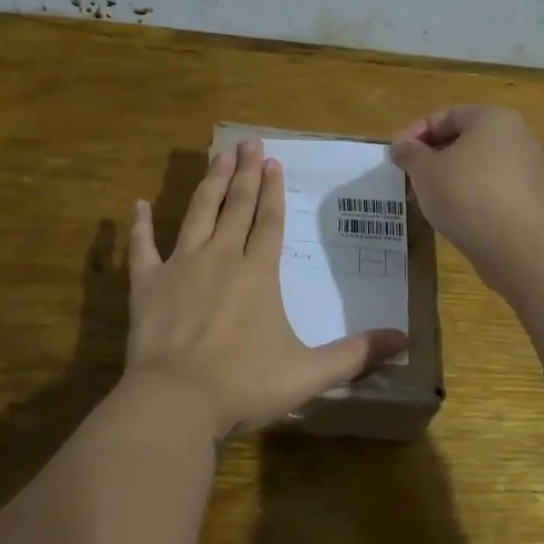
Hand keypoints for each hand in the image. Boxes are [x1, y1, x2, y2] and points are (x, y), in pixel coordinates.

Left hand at [125, 139, 408, 438]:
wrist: (176, 401)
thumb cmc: (244, 385)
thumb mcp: (309, 373)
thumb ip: (356, 355)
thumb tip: (404, 340)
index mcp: (258, 273)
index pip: (269, 221)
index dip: (273, 190)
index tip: (273, 161)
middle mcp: (221, 258)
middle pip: (236, 206)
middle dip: (244, 173)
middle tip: (248, 142)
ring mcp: (181, 267)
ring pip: (198, 213)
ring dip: (210, 183)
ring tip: (218, 156)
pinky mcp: (147, 284)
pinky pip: (142, 248)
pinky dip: (139, 226)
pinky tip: (139, 205)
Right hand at [391, 105, 543, 280]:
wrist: (518, 246)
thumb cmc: (466, 195)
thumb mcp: (425, 171)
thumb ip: (410, 154)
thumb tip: (401, 146)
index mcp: (492, 118)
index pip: (446, 116)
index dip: (415, 132)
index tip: (395, 154)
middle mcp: (516, 136)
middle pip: (465, 138)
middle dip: (433, 154)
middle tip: (409, 173)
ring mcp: (527, 168)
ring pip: (478, 164)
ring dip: (451, 175)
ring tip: (428, 195)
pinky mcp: (530, 198)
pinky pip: (492, 187)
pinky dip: (470, 194)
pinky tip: (454, 213)